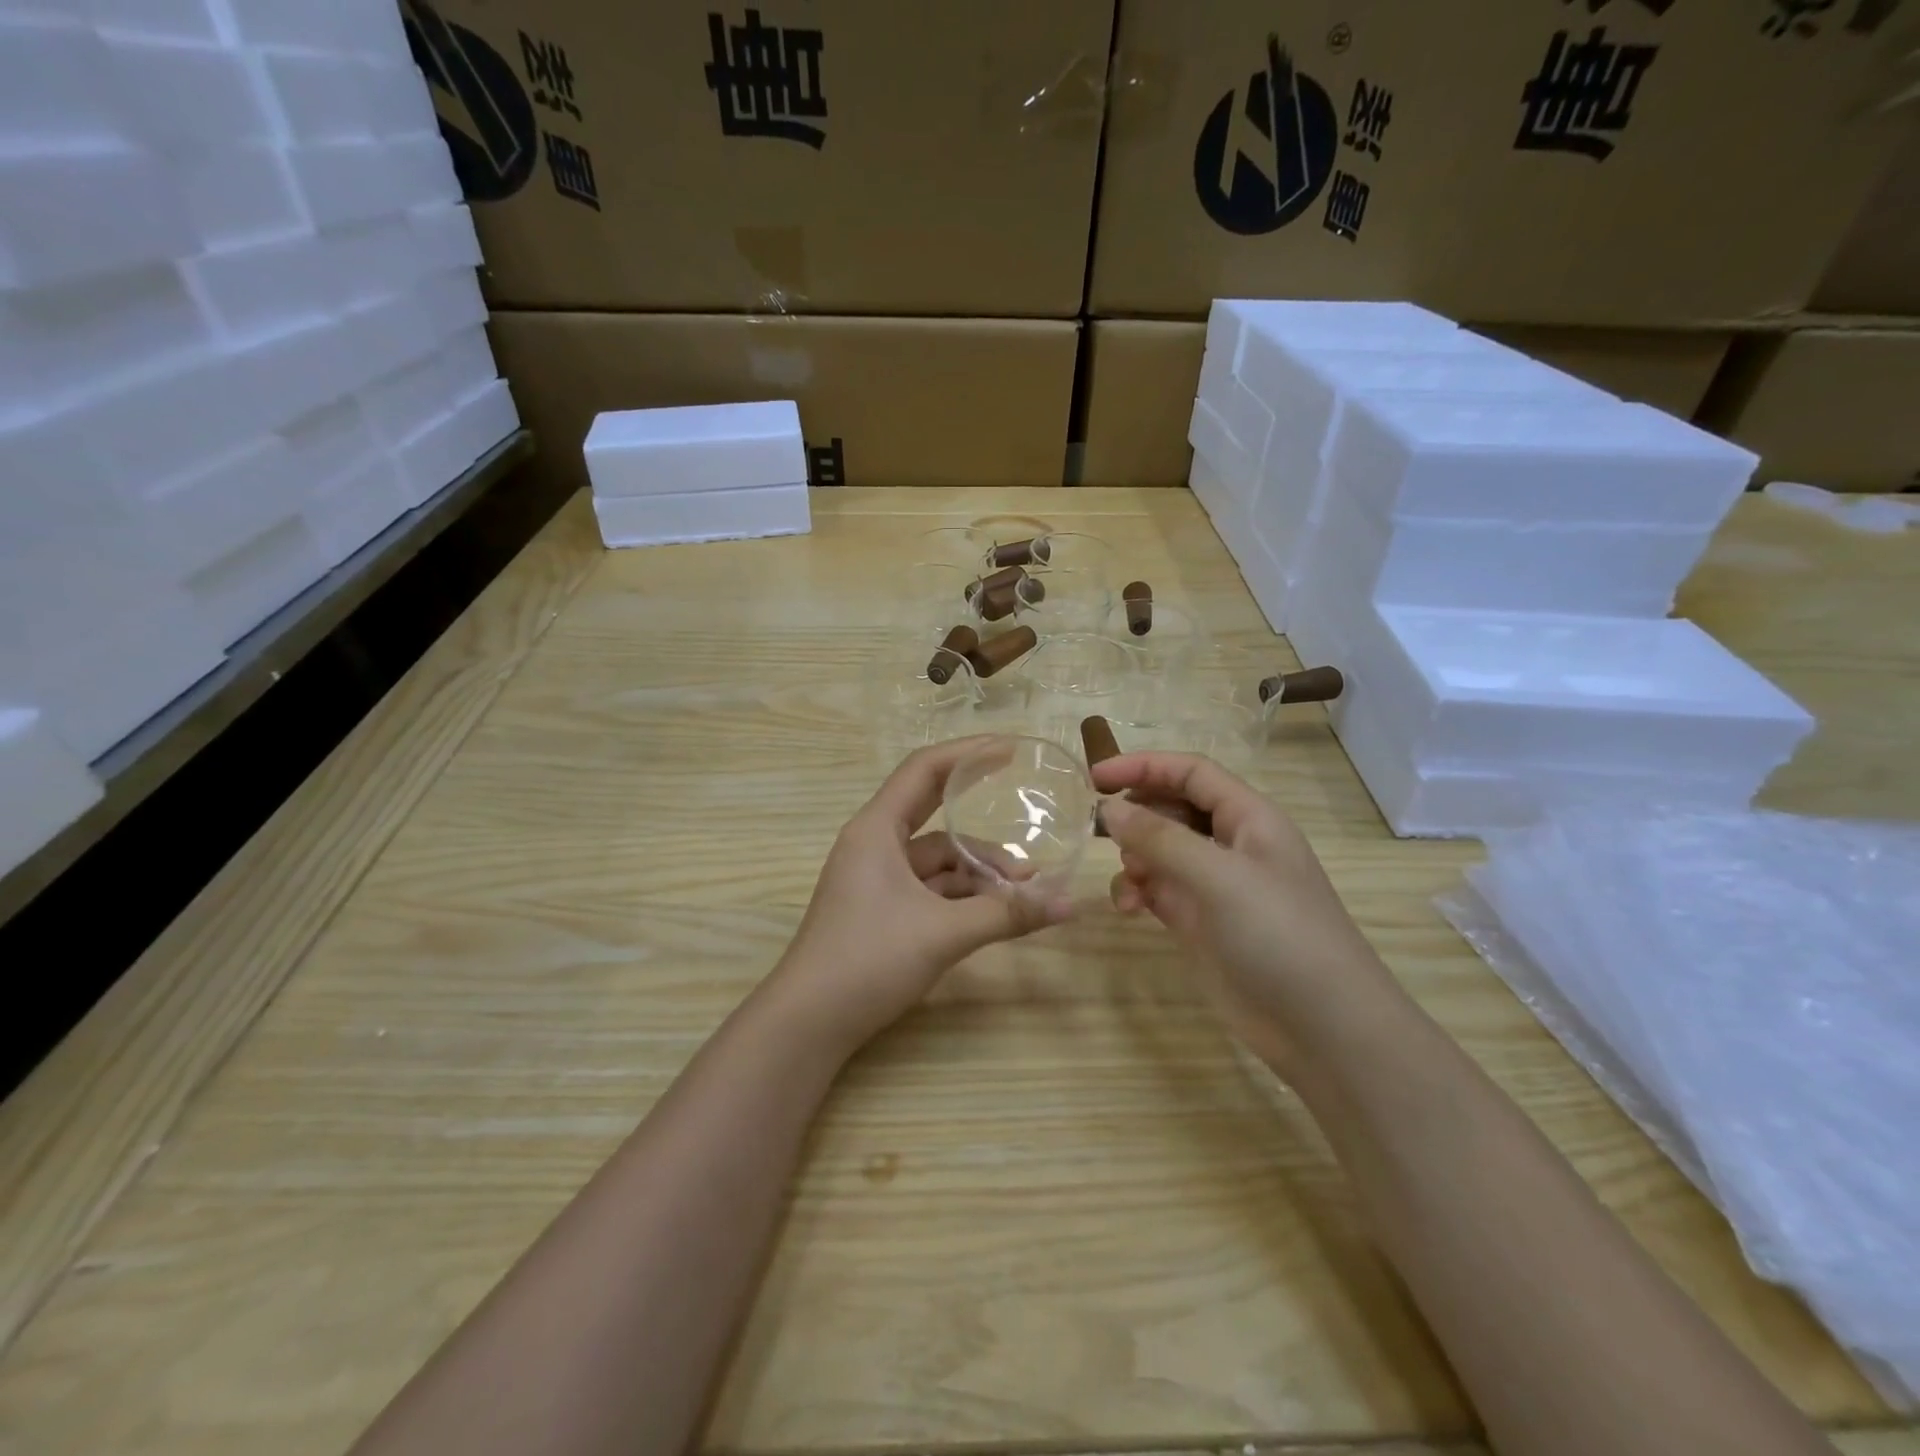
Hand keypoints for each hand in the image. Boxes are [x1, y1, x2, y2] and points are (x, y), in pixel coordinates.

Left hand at [771, 739, 1072, 1051]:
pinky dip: (962, 895)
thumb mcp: (943, 933)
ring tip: (1025, 888)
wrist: (809, 1023)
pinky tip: (996, 910)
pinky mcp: (881, 909)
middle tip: (1026, 811)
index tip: (1011, 750)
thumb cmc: (868, 959)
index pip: (924, 769)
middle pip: (934, 812)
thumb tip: (1069, 904)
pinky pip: (930, 888)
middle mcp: (874, 844)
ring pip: (937, 860)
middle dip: (980, 815)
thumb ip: (1006, 915)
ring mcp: (876, 879)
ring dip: (978, 871)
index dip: (968, 753)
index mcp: (876, 829)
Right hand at [1095, 752, 1402, 1070]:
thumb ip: (1160, 838)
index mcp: (1249, 818)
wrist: (1322, 1028)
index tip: (1094, 778)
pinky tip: (1129, 909)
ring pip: (1160, 850)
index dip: (1143, 766)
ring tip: (1128, 881)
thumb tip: (1109, 808)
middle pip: (1173, 807)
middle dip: (1135, 813)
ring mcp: (1215, 885)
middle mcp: (1231, 844)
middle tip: (1096, 828)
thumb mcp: (1219, 877)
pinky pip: (1157, 888)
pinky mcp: (1199, 921)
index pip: (1190, 772)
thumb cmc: (1279, 935)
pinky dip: (1137, 890)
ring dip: (1134, 857)